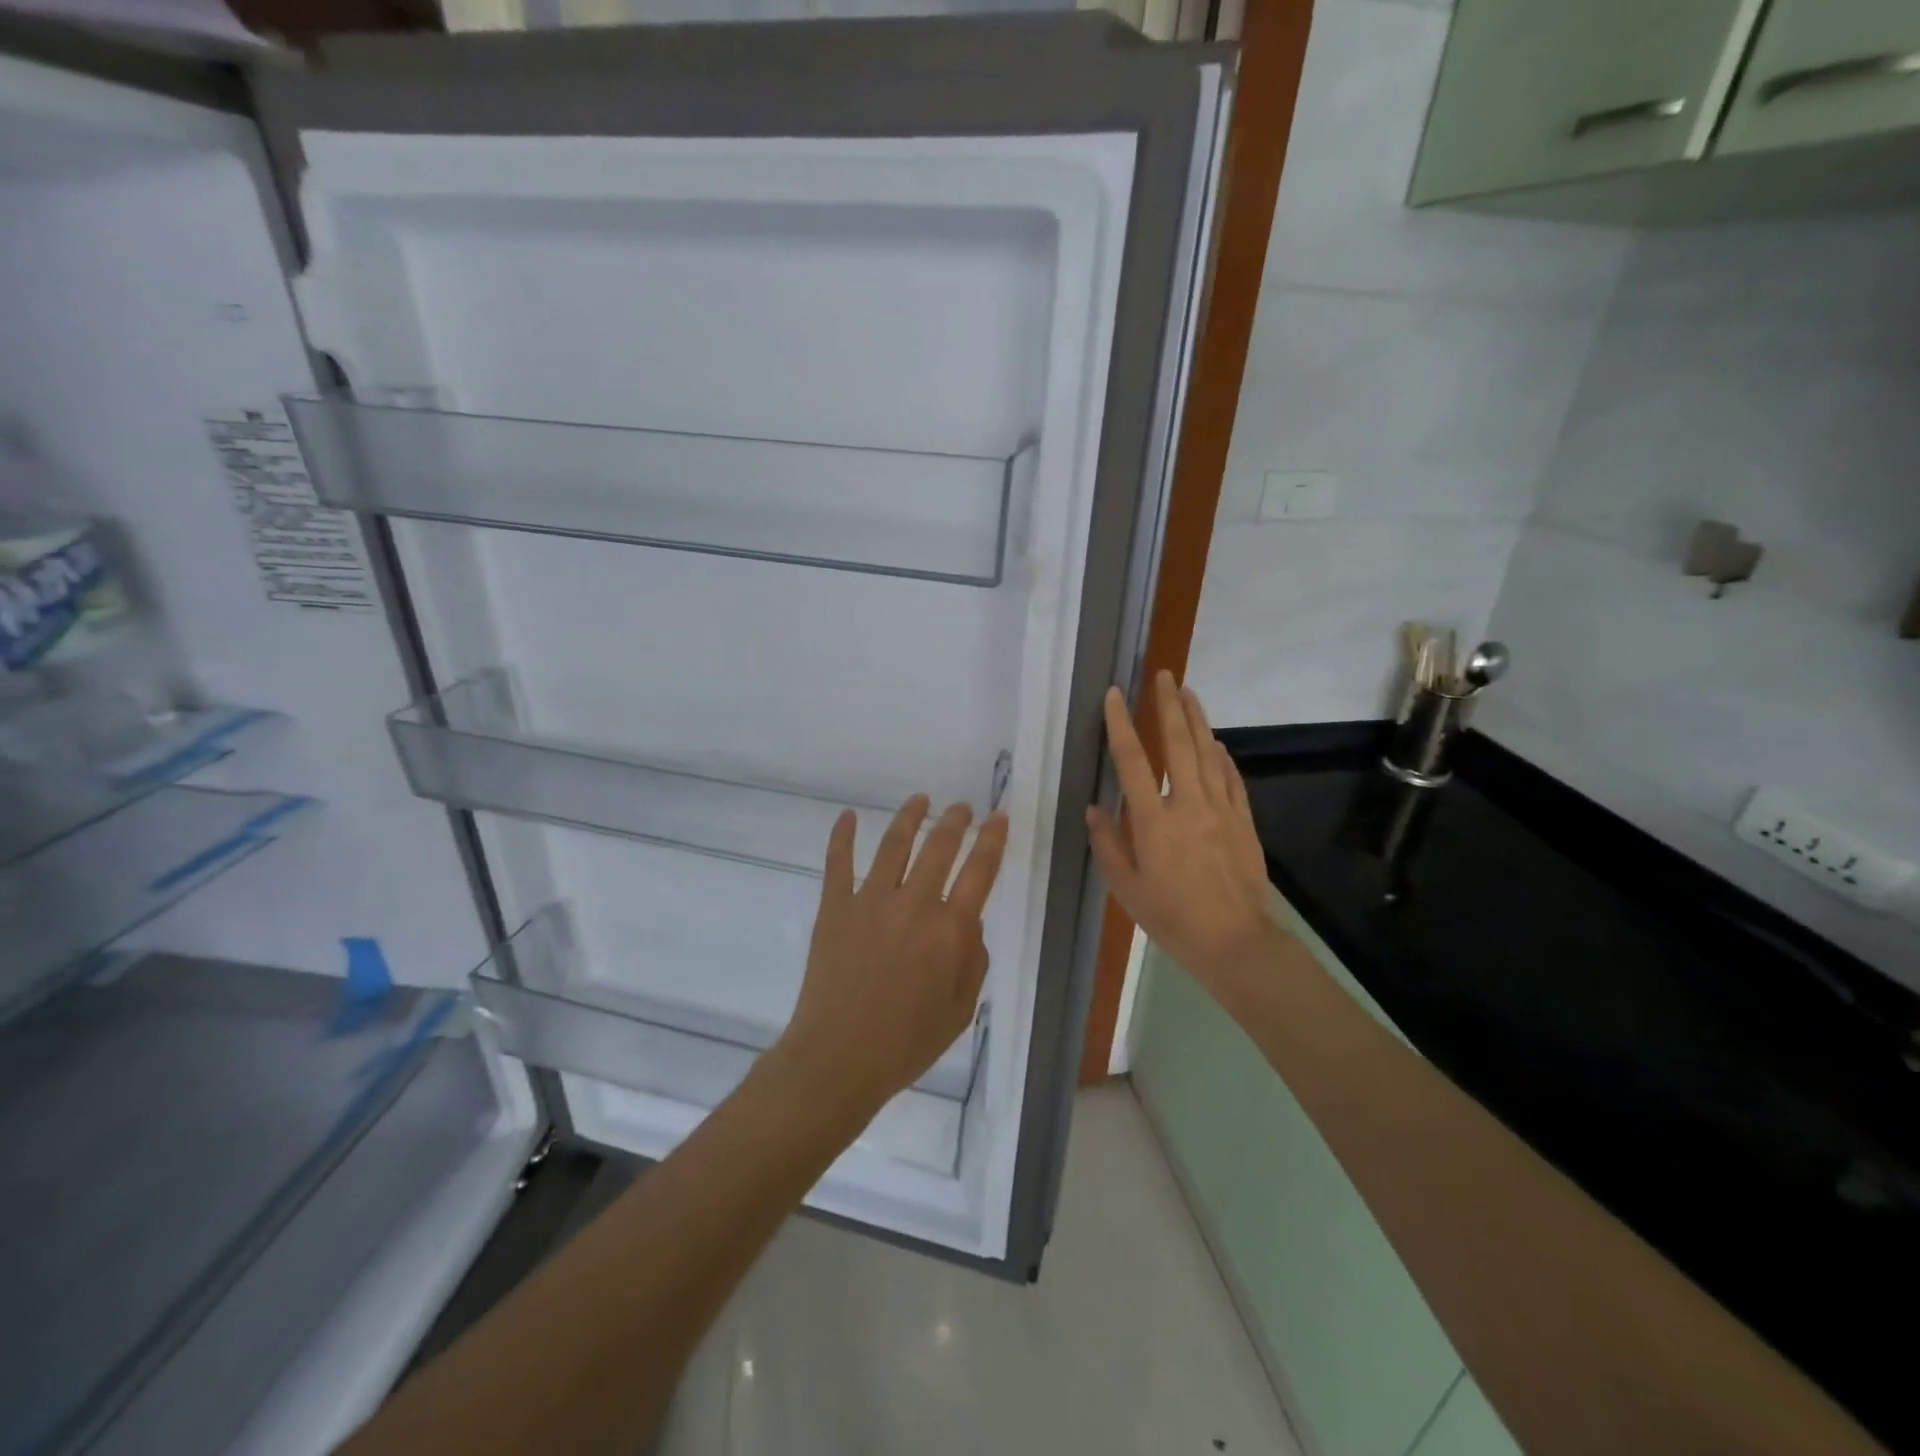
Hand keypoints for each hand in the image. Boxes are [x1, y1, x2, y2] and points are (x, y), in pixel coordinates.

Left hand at [775, 796, 1008, 1117]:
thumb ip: (973, 960)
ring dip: (910, 817)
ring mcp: (870, 901)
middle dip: (955, 821)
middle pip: (939, 847)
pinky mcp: (835, 907)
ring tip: (921, 800)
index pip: (979, 870)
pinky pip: (838, 862)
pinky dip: (842, 835)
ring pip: (894, 845)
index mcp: (949, 930)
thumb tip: (969, 923)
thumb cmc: (906, 1043)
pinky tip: (847, 815)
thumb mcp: (961, 1010)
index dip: (992, 839)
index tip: (997, 817)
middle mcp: (914, 904)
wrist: (839, 1058)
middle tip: (962, 807)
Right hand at [1087, 672, 1281, 1003]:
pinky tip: (1216, 742)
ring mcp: (1221, 809)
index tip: (1115, 695)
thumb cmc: (1172, 919)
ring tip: (1188, 692)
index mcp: (1153, 821)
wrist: (1235, 942)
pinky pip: (1232, 778)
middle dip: (1168, 706)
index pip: (1133, 761)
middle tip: (1163, 675)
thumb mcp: (1126, 889)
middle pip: (1178, 744)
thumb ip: (1108, 844)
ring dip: (1197, 720)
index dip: (1121, 724)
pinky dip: (1222, 755)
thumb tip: (1095, 808)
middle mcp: (1188, 805)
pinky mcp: (1243, 821)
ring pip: (1208, 753)